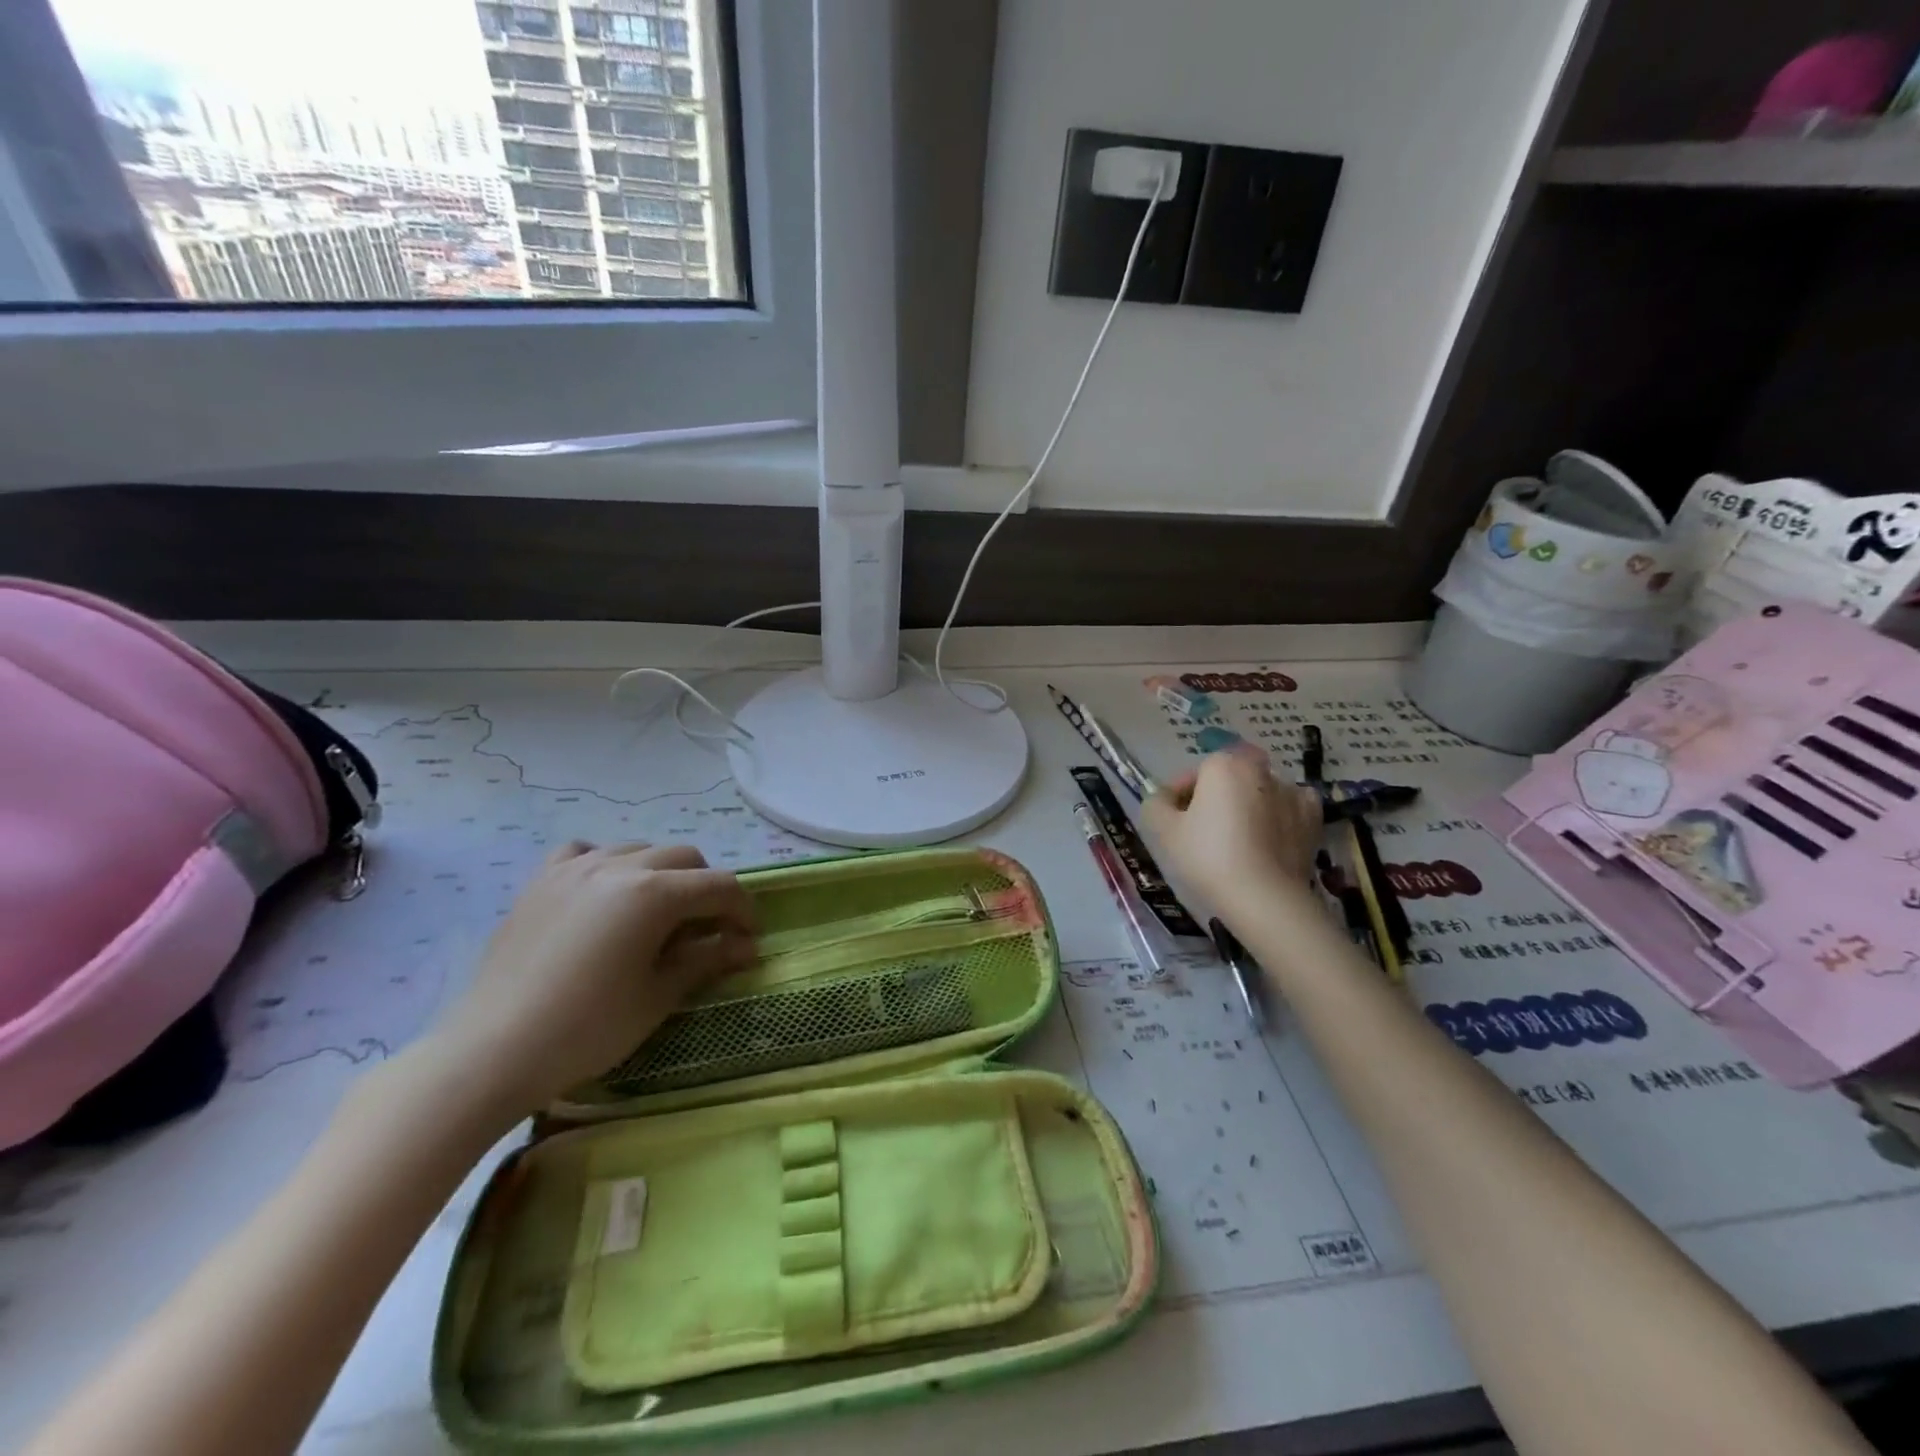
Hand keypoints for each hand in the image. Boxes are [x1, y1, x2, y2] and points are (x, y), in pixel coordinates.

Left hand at [426, 842, 756, 1117]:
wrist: (491, 1052)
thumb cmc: (587, 1029)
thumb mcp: (658, 996)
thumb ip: (706, 959)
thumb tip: (747, 946)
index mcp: (655, 893)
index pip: (720, 885)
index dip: (743, 910)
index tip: (747, 940)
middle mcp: (619, 866)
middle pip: (685, 857)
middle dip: (706, 889)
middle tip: (705, 930)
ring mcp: (575, 868)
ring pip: (638, 849)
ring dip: (661, 874)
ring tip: (655, 915)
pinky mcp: (541, 882)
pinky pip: (584, 853)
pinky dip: (605, 865)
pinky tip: (603, 894)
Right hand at [1143, 748, 1322, 912]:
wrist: (1264, 899)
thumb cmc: (1208, 858)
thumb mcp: (1162, 830)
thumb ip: (1155, 803)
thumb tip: (1165, 798)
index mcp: (1224, 765)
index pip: (1194, 773)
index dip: (1180, 796)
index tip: (1175, 821)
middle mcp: (1260, 770)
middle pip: (1228, 779)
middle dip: (1216, 797)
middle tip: (1204, 831)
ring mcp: (1291, 793)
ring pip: (1259, 792)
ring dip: (1247, 806)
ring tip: (1237, 841)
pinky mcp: (1313, 819)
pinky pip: (1289, 808)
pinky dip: (1278, 817)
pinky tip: (1268, 839)